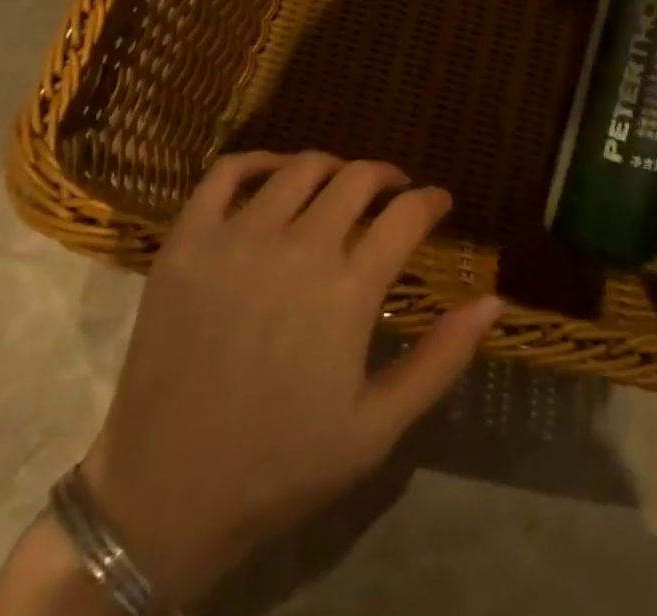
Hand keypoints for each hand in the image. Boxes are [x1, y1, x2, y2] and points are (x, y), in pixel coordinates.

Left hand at [80, 151, 502, 605]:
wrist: (163, 497)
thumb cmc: (281, 465)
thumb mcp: (377, 429)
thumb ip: (441, 359)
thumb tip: (494, 301)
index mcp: (347, 292)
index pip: (407, 215)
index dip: (432, 201)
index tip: (440, 203)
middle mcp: (296, 248)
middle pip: (358, 178)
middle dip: (388, 178)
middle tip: (394, 193)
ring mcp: (236, 239)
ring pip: (301, 167)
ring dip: (333, 168)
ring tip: (340, 185)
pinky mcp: (187, 241)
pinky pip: (227, 172)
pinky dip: (258, 160)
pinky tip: (275, 171)